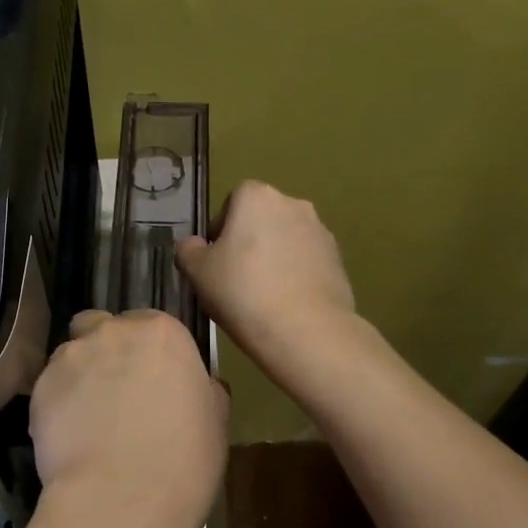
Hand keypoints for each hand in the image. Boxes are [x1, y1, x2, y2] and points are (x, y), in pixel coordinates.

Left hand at [29, 309, 227, 527]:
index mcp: (161, 333)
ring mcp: (71, 357)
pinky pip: (49, 389)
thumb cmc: (184, 459)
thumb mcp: (215, 419)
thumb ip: (202, 388)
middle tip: (115, 391)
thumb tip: (197, 384)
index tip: (152, 380)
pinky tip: (69, 439)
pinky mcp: (40, 388)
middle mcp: (112, 332)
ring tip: (87, 420)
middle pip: (100, 327)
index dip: (147, 353)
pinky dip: (57, 406)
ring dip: (79, 376)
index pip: (149, 325)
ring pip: (70, 355)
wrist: (122, 499)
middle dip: (105, 350)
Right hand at [176, 180, 355, 365]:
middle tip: (236, 279)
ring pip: (286, 240)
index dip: (221, 230)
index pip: (232, 201)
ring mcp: (321, 231)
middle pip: (261, 219)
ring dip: (274, 258)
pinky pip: (306, 262)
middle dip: (249, 242)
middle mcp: (293, 204)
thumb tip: (194, 245)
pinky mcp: (339, 260)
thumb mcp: (197, 272)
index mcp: (257, 196)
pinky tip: (286, 305)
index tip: (216, 261)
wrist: (306, 331)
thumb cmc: (243, 291)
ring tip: (262, 296)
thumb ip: (188, 250)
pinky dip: (295, 275)